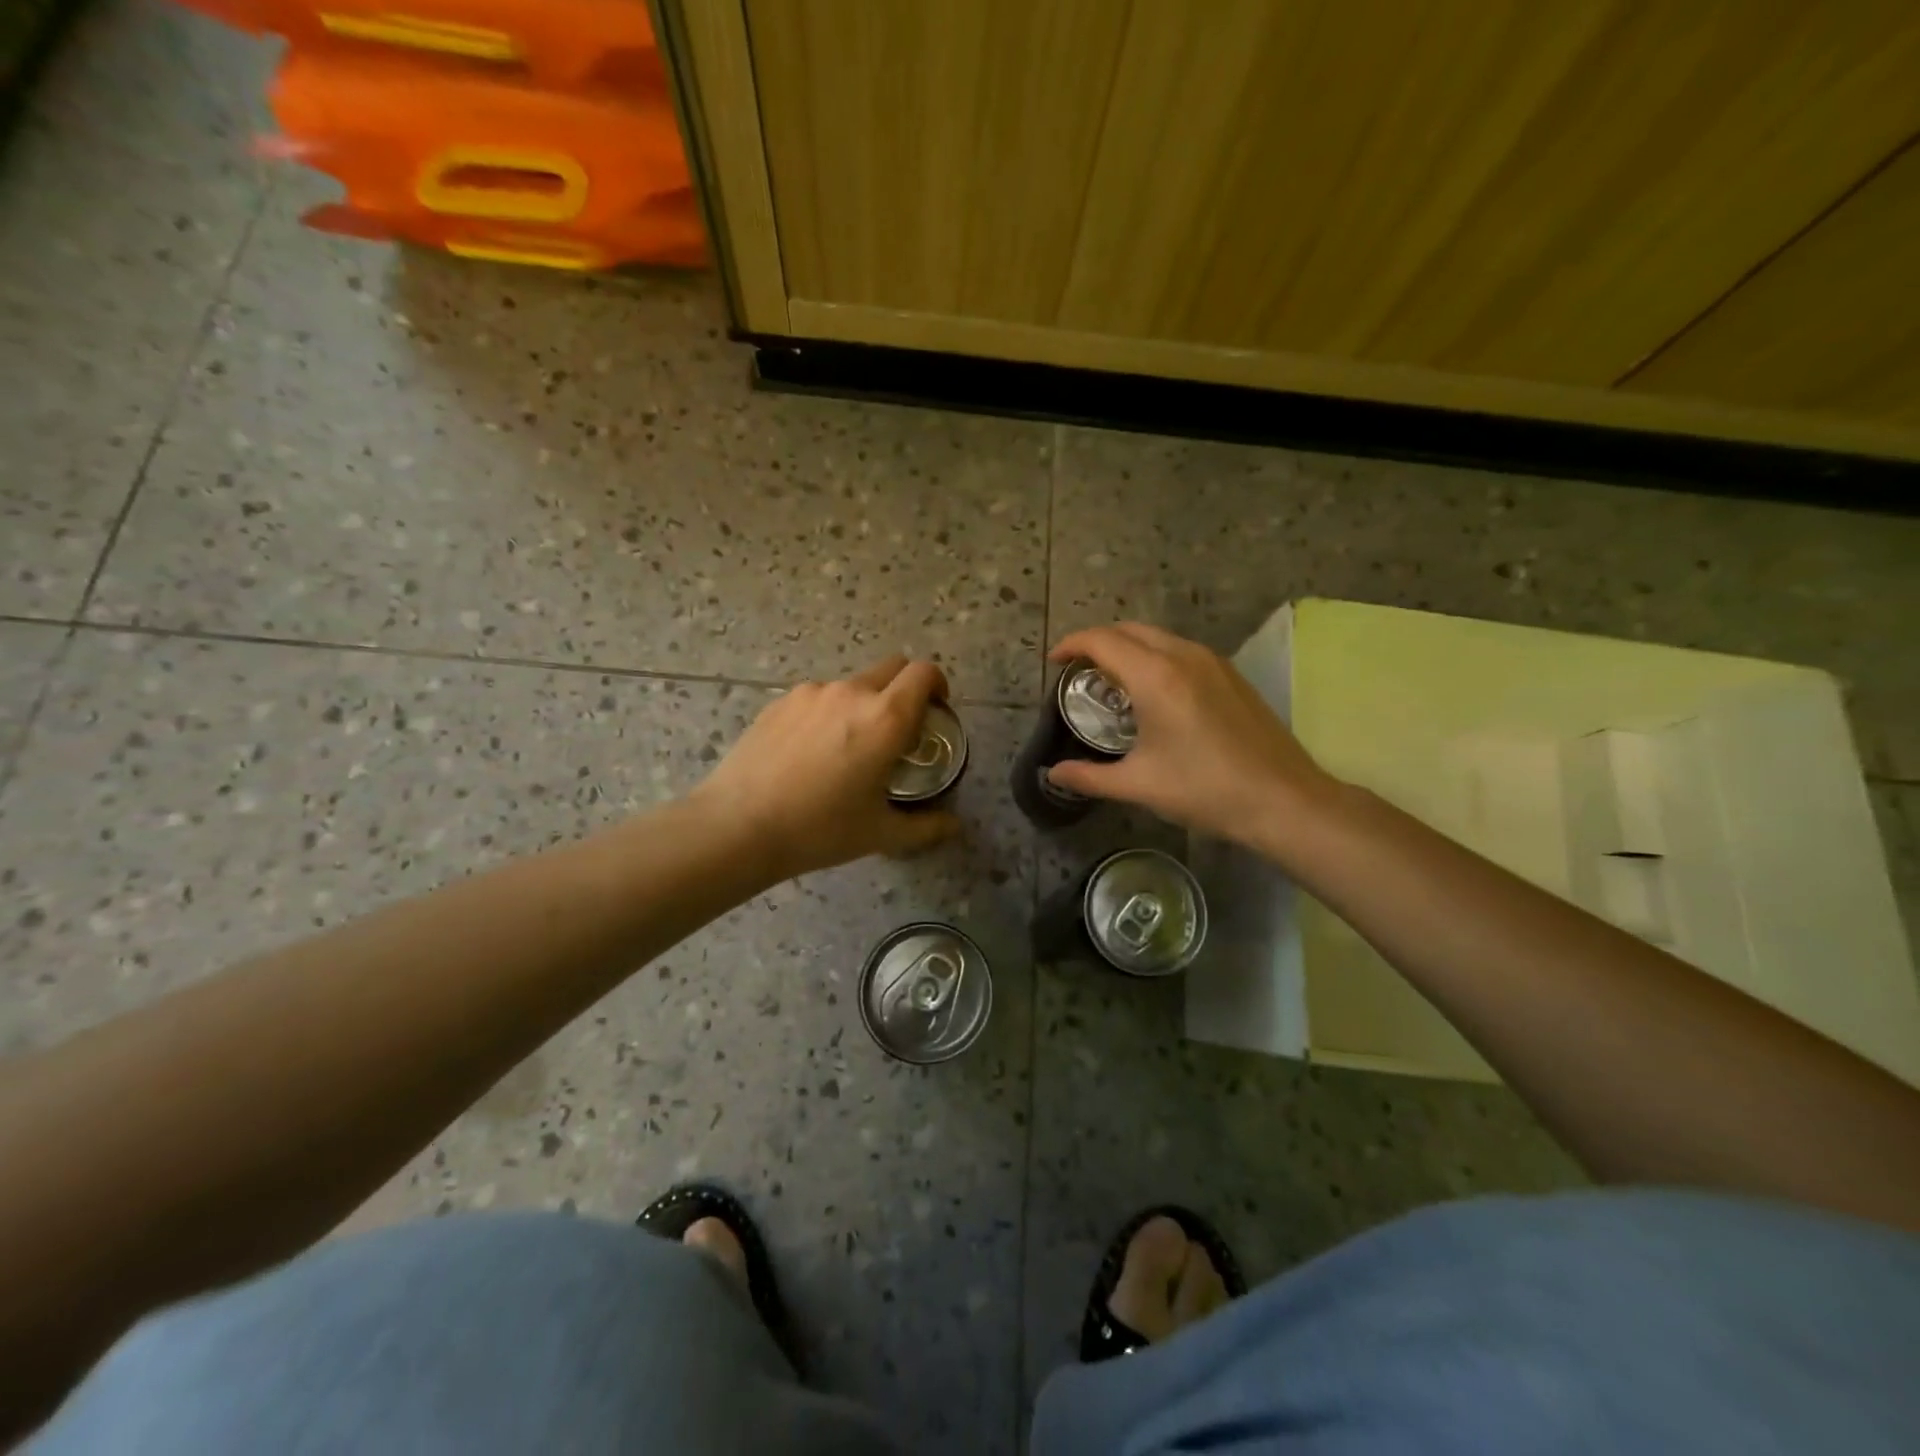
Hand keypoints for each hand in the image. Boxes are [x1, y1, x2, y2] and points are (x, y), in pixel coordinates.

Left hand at [693, 655, 960, 879]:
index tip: (936, 711)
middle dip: (905, 689)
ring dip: (865, 703)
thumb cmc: (819, 829)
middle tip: (900, 730)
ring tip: (849, 747)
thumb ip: (925, 827)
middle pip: (892, 667)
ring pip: (853, 684)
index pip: (924, 673)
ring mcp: (812, 692)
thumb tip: (954, 826)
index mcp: (886, 718)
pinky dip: (829, 713)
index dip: (937, 685)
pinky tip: (811, 752)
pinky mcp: (780, 701)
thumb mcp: (880, 833)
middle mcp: (852, 692)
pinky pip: (819, 697)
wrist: (738, 825)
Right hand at [1044, 623, 1341, 850]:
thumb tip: (1053, 774)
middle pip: (1130, 630)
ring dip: (1129, 647)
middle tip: (1079, 671)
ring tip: (1112, 681)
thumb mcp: (1139, 785)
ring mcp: (1213, 662)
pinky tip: (1154, 692)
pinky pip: (1181, 650)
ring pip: (1158, 637)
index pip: (1102, 641)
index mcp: (1156, 676)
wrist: (1284, 800)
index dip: (1072, 645)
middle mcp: (1184, 656)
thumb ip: (1089, 776)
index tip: (1053, 662)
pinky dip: (1155, 657)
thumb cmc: (1205, 790)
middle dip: (1098, 642)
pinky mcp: (1232, 675)